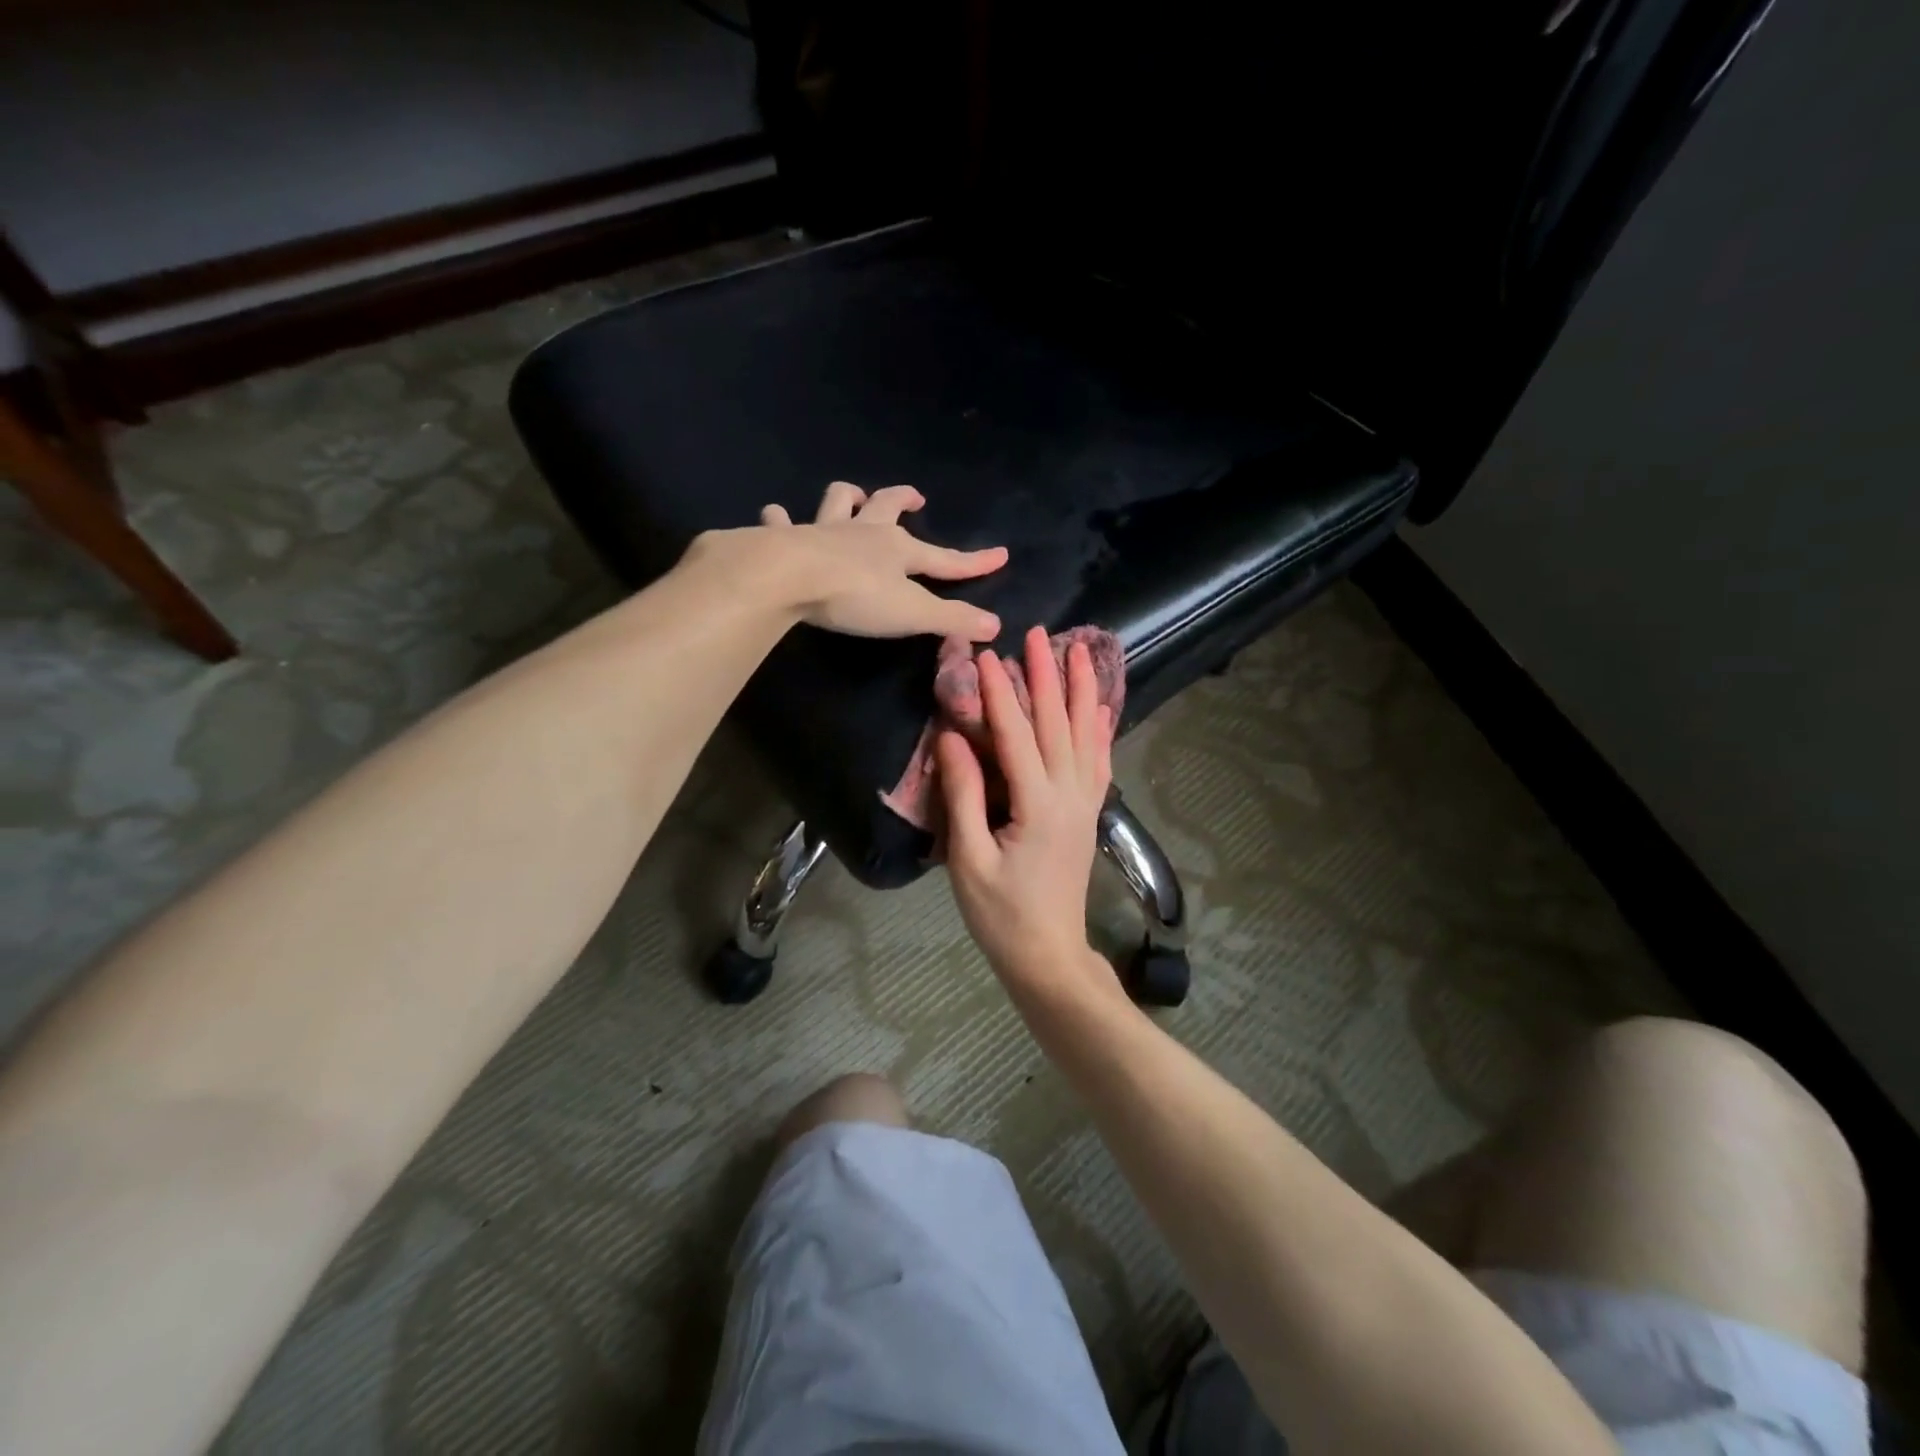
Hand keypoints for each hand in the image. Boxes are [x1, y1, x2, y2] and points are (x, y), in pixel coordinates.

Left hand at [753, 481, 1005, 639]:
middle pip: (888, 506)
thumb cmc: (856, 596)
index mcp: (898, 550)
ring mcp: (822, 530)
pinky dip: (780, 518)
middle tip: (915, 497)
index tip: (1001, 554)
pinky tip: (775, 514)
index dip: (974, 561)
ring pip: (838, 501)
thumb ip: (953, 619)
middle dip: (904, 499)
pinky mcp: (785, 538)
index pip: (945, 558)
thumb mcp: (913, 614)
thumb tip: (996, 625)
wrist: (790, 578)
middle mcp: (863, 531)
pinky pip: (781, 521)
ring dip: (848, 496)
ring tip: (853, 495)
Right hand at [937, 625, 1118, 996]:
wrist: (1049, 955)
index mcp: (1036, 804)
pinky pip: (1099, 762)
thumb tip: (953, 737)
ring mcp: (1084, 803)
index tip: (985, 655)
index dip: (999, 693)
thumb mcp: (970, 859)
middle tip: (1037, 633)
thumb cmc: (1001, 915)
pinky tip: (1100, 709)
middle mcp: (1068, 794)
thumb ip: (964, 795)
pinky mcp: (1088, 814)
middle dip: (1045, 676)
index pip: (1015, 734)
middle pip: (1057, 724)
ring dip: (1082, 691)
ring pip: (1086, 735)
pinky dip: (1100, 730)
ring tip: (1080, 651)